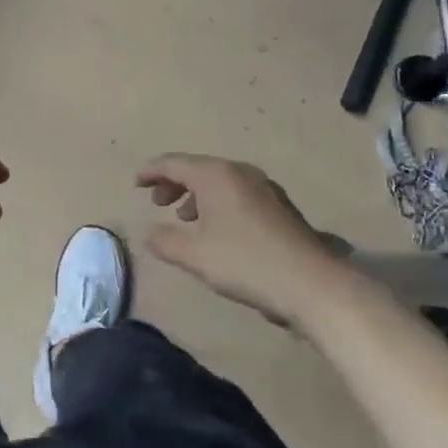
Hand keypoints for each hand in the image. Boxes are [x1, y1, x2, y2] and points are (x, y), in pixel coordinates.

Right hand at [136, 153, 348, 326]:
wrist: (312, 284)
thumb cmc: (246, 263)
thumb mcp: (195, 256)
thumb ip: (166, 242)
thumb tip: (149, 233)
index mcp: (216, 175)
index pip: (174, 163)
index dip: (151, 171)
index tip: (135, 183)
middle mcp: (240, 172)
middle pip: (198, 168)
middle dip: (174, 183)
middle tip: (157, 203)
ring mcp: (265, 188)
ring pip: (220, 181)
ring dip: (197, 195)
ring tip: (185, 218)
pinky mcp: (280, 207)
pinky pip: (238, 194)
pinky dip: (218, 203)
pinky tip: (218, 231)